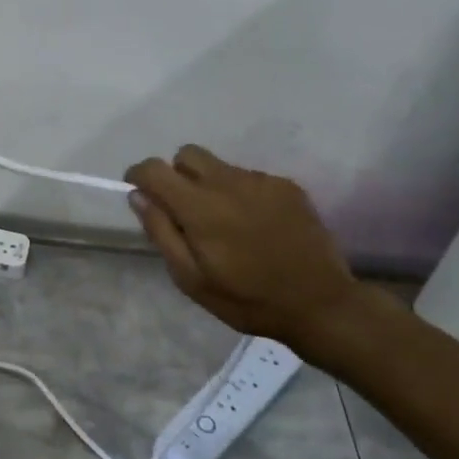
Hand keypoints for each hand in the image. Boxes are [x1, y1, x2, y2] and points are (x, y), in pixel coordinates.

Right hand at [125, 145, 359, 348]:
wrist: (320, 304)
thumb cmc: (247, 299)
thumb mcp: (191, 278)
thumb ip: (161, 232)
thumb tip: (138, 196)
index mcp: (199, 206)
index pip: (155, 168)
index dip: (139, 175)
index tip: (140, 192)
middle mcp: (228, 182)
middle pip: (187, 154)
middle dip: (177, 174)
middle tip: (185, 210)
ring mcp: (261, 181)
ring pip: (220, 167)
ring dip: (211, 185)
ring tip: (226, 224)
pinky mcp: (287, 186)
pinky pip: (250, 178)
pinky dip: (242, 194)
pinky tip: (256, 226)